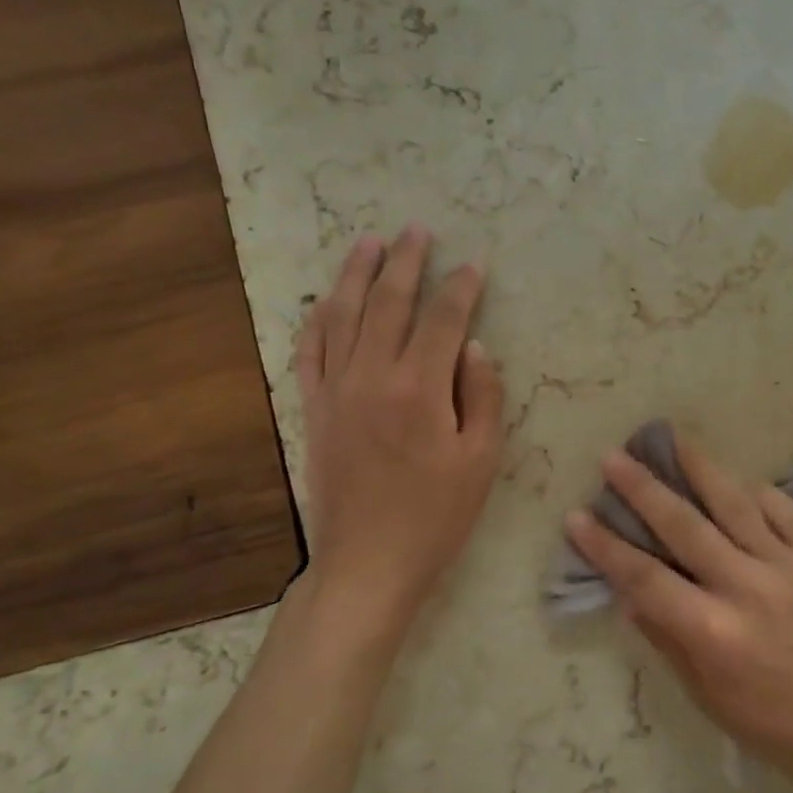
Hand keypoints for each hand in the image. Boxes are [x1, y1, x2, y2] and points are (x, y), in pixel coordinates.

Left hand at [291, 226, 504, 641]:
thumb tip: (476, 347)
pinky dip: (318, 319)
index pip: (445, 320)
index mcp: (420, 389)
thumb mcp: (481, 461)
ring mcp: (336, 391)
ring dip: (356, 275)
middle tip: (417, 230)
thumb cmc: (437, 516)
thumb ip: (482, 396)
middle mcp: (373, 377)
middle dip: (406, 262)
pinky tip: (326, 300)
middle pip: (389, 303)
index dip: (462, 287)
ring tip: (367, 242)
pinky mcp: (314, 410)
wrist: (369, 562)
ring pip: (343, 316)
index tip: (474, 263)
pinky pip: (310, 352)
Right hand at [565, 430, 792, 784]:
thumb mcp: (703, 692)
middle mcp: (748, 588)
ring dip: (700, 468)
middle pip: (685, 526)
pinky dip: (759, 494)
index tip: (576, 517)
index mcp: (713, 630)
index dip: (606, 546)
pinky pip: (786, 513)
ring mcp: (788, 568)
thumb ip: (665, 635)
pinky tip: (739, 482)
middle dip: (643, 488)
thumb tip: (629, 591)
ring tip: (674, 439)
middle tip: (613, 457)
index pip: (645, 578)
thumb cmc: (766, 721)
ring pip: (736, 504)